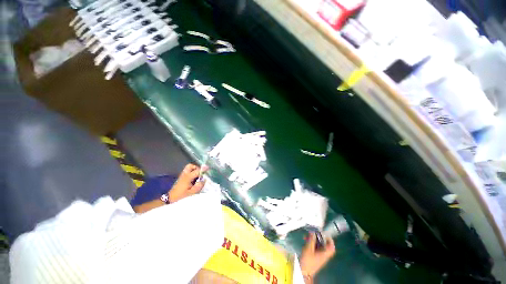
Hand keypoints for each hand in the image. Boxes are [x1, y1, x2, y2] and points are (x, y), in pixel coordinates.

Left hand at [169, 164, 206, 202]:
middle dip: (197, 168)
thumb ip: (199, 185)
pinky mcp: (181, 179)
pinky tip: (194, 180)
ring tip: (198, 177)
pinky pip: (188, 173)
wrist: (170, 200)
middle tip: (200, 173)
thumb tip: (204, 180)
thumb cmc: (182, 196)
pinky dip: (192, 174)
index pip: (197, 170)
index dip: (203, 169)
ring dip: (194, 170)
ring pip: (189, 169)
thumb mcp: (192, 193)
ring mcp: (182, 176)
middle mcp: (185, 175)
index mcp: (188, 177)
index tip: (208, 168)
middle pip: (190, 166)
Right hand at [299, 233, 335, 278]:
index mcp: (325, 254)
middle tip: (314, 233)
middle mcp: (324, 255)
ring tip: (307, 236)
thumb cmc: (307, 260)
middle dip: (319, 238)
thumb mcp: (308, 248)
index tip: (325, 234)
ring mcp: (320, 257)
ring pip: (320, 246)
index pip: (331, 247)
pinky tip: (306, 241)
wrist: (304, 271)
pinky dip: (312, 243)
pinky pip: (316, 248)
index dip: (330, 240)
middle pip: (325, 245)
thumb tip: (313, 232)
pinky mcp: (315, 258)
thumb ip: (311, 240)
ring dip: (314, 240)